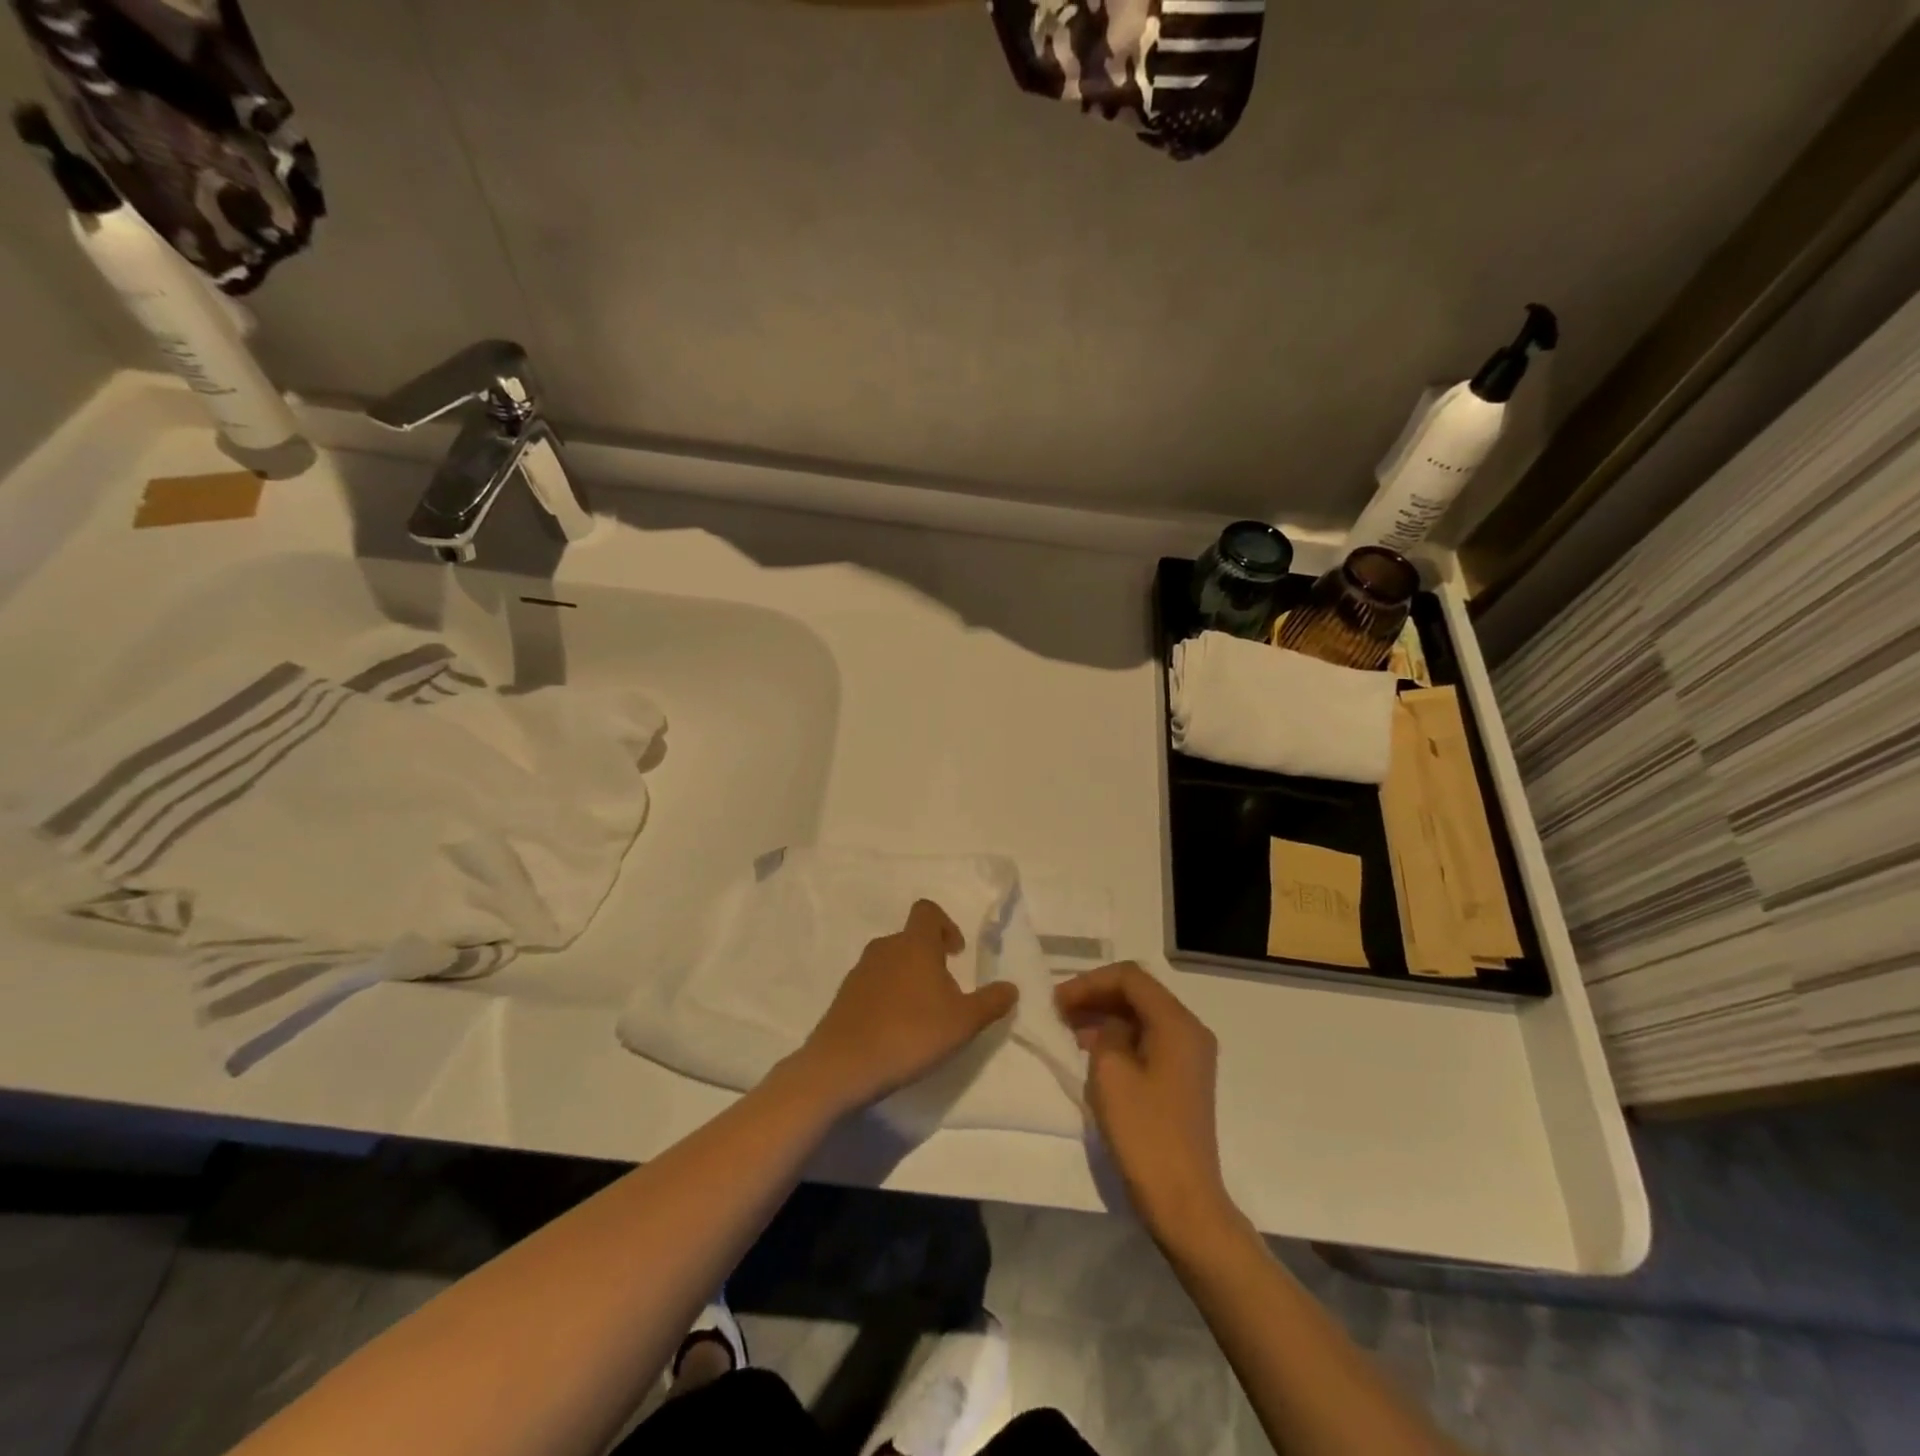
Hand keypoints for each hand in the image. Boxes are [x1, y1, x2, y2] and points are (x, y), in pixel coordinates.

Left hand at [795, 900, 1019, 1115]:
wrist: (844, 1065)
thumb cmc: (911, 1033)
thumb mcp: (963, 1022)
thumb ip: (991, 1003)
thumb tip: (1011, 988)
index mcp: (914, 944)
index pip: (927, 911)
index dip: (945, 924)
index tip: (956, 953)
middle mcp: (885, 948)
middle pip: (910, 939)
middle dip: (930, 958)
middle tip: (946, 992)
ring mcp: (860, 971)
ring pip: (891, 962)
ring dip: (909, 978)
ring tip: (922, 1014)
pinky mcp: (844, 996)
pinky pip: (873, 985)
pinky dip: (888, 996)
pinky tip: (896, 1030)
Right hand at [1055, 963, 1232, 1241]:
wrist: (1183, 1200)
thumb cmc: (1144, 1133)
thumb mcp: (1110, 1072)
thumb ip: (1105, 1032)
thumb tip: (1109, 1026)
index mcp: (1177, 1023)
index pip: (1130, 977)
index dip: (1089, 982)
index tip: (1057, 1002)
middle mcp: (1190, 1030)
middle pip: (1138, 993)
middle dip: (1096, 995)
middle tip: (1058, 1011)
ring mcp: (1190, 1055)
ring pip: (1142, 1016)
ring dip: (1105, 1016)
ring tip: (1068, 1030)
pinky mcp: (1182, 1078)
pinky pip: (1148, 1040)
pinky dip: (1119, 1038)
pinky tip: (1092, 1051)